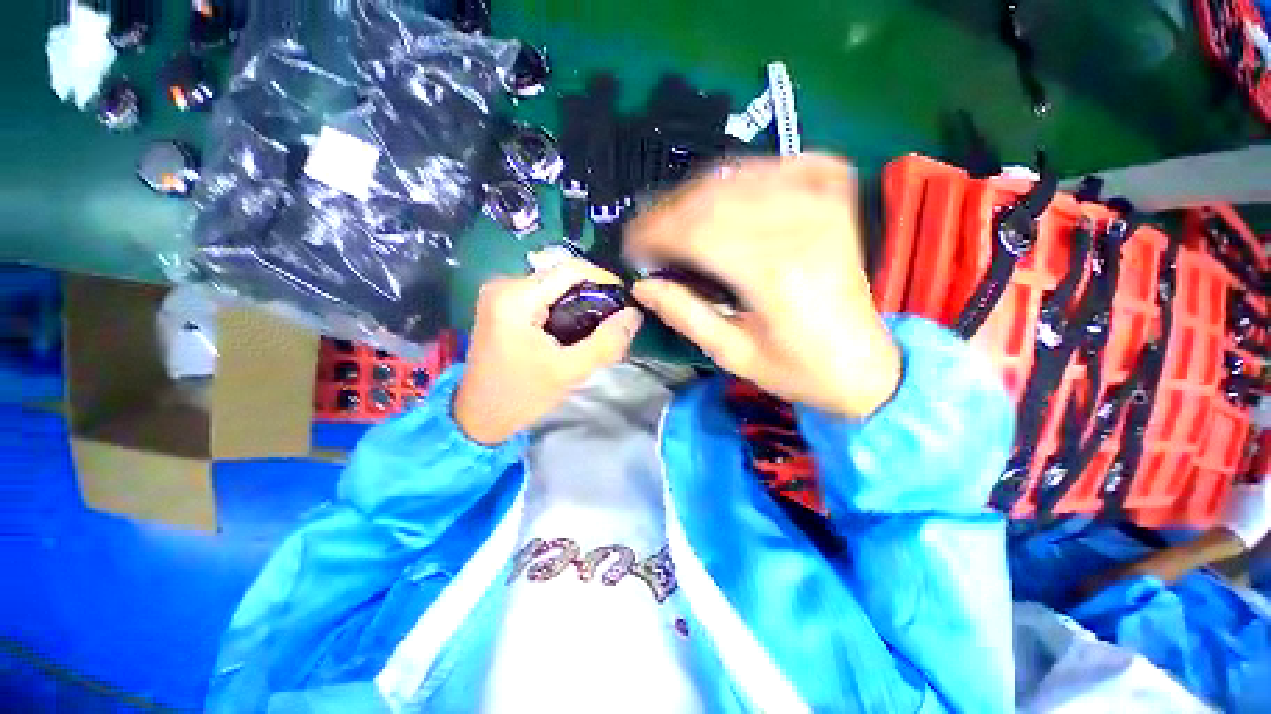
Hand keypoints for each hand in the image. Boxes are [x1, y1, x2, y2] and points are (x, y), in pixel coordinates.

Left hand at [453, 261, 642, 444]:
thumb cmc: (522, 395)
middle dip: (593, 294)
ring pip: (554, 285)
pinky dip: (564, 308)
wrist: (479, 417)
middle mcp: (504, 285)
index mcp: (516, 297)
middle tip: (614, 319)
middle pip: (562, 276)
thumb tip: (634, 314)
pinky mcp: (502, 306)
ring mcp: (500, 294)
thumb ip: (606, 342)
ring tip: (599, 326)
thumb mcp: (570, 371)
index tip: (625, 301)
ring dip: (580, 302)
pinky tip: (576, 328)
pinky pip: (542, 296)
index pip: (570, 269)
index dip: (604, 279)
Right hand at [625, 154, 900, 417]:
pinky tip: (733, 190)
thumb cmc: (798, 370)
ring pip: (743, 176)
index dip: (655, 233)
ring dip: (699, 192)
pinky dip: (752, 171)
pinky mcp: (837, 203)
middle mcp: (799, 228)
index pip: (697, 231)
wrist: (865, 365)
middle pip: (714, 197)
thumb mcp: (733, 355)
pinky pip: (788, 164)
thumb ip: (686, 315)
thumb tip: (643, 285)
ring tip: (676, 217)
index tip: (632, 248)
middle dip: (669, 211)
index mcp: (772, 274)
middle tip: (647, 233)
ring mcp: (824, 207)